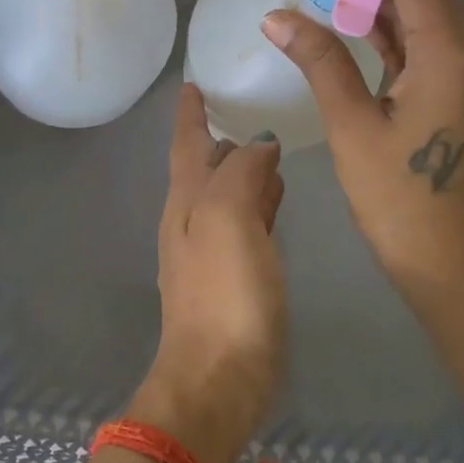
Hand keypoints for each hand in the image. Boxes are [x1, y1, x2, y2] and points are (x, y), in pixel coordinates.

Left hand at [130, 83, 286, 462]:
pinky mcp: (235, 279)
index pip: (186, 144)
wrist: (218, 378)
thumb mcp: (229, 220)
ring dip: (242, 168)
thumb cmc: (223, 295)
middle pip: (204, 168)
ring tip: (268, 144)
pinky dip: (259, 202)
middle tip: (241, 105)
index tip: (192, 83)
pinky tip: (277, 198)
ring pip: (227, 194)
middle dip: (218, 136)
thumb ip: (241, 173)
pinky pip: (247, 223)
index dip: (189, 114)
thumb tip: (256, 143)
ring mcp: (212, 252)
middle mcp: (193, 221)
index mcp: (186, 202)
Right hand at [264, 0, 463, 313]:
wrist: (450, 261)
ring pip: (435, 15)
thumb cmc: (396, 198)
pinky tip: (362, 27)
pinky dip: (402, 32)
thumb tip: (277, 17)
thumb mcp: (351, 125)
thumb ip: (320, 60)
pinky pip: (439, 45)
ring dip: (388, 1)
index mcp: (455, 55)